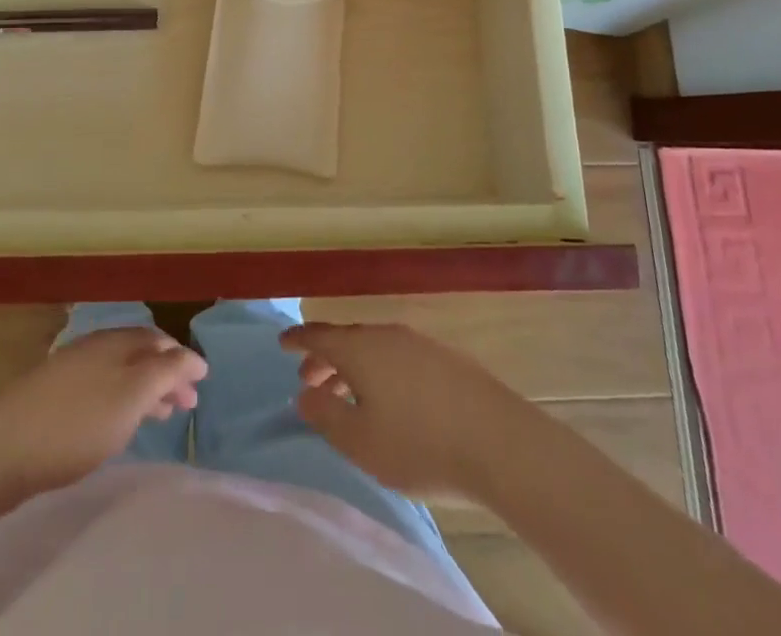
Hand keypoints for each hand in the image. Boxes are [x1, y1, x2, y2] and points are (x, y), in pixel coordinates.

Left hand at [0, 328, 205, 525]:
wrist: (1, 448)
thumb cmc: (76, 422)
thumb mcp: (130, 396)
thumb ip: (164, 374)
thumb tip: (192, 356)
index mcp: (115, 342)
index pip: (158, 341)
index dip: (182, 359)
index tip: (203, 381)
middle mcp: (96, 348)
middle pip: (140, 355)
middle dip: (167, 374)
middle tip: (188, 403)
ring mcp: (72, 371)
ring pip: (121, 373)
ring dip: (146, 388)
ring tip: (163, 414)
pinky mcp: (54, 397)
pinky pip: (102, 389)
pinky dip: (123, 400)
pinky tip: (121, 422)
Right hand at [281, 321, 526, 500]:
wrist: (499, 442)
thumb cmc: (420, 445)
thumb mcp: (360, 441)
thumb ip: (325, 415)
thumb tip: (303, 393)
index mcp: (359, 349)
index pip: (319, 335)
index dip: (297, 339)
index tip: (281, 344)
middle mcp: (386, 335)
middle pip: (347, 340)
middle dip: (325, 358)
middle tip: (310, 379)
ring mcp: (419, 344)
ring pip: (374, 348)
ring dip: (354, 367)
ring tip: (349, 395)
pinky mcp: (446, 359)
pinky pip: (399, 357)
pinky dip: (382, 371)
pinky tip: (391, 399)